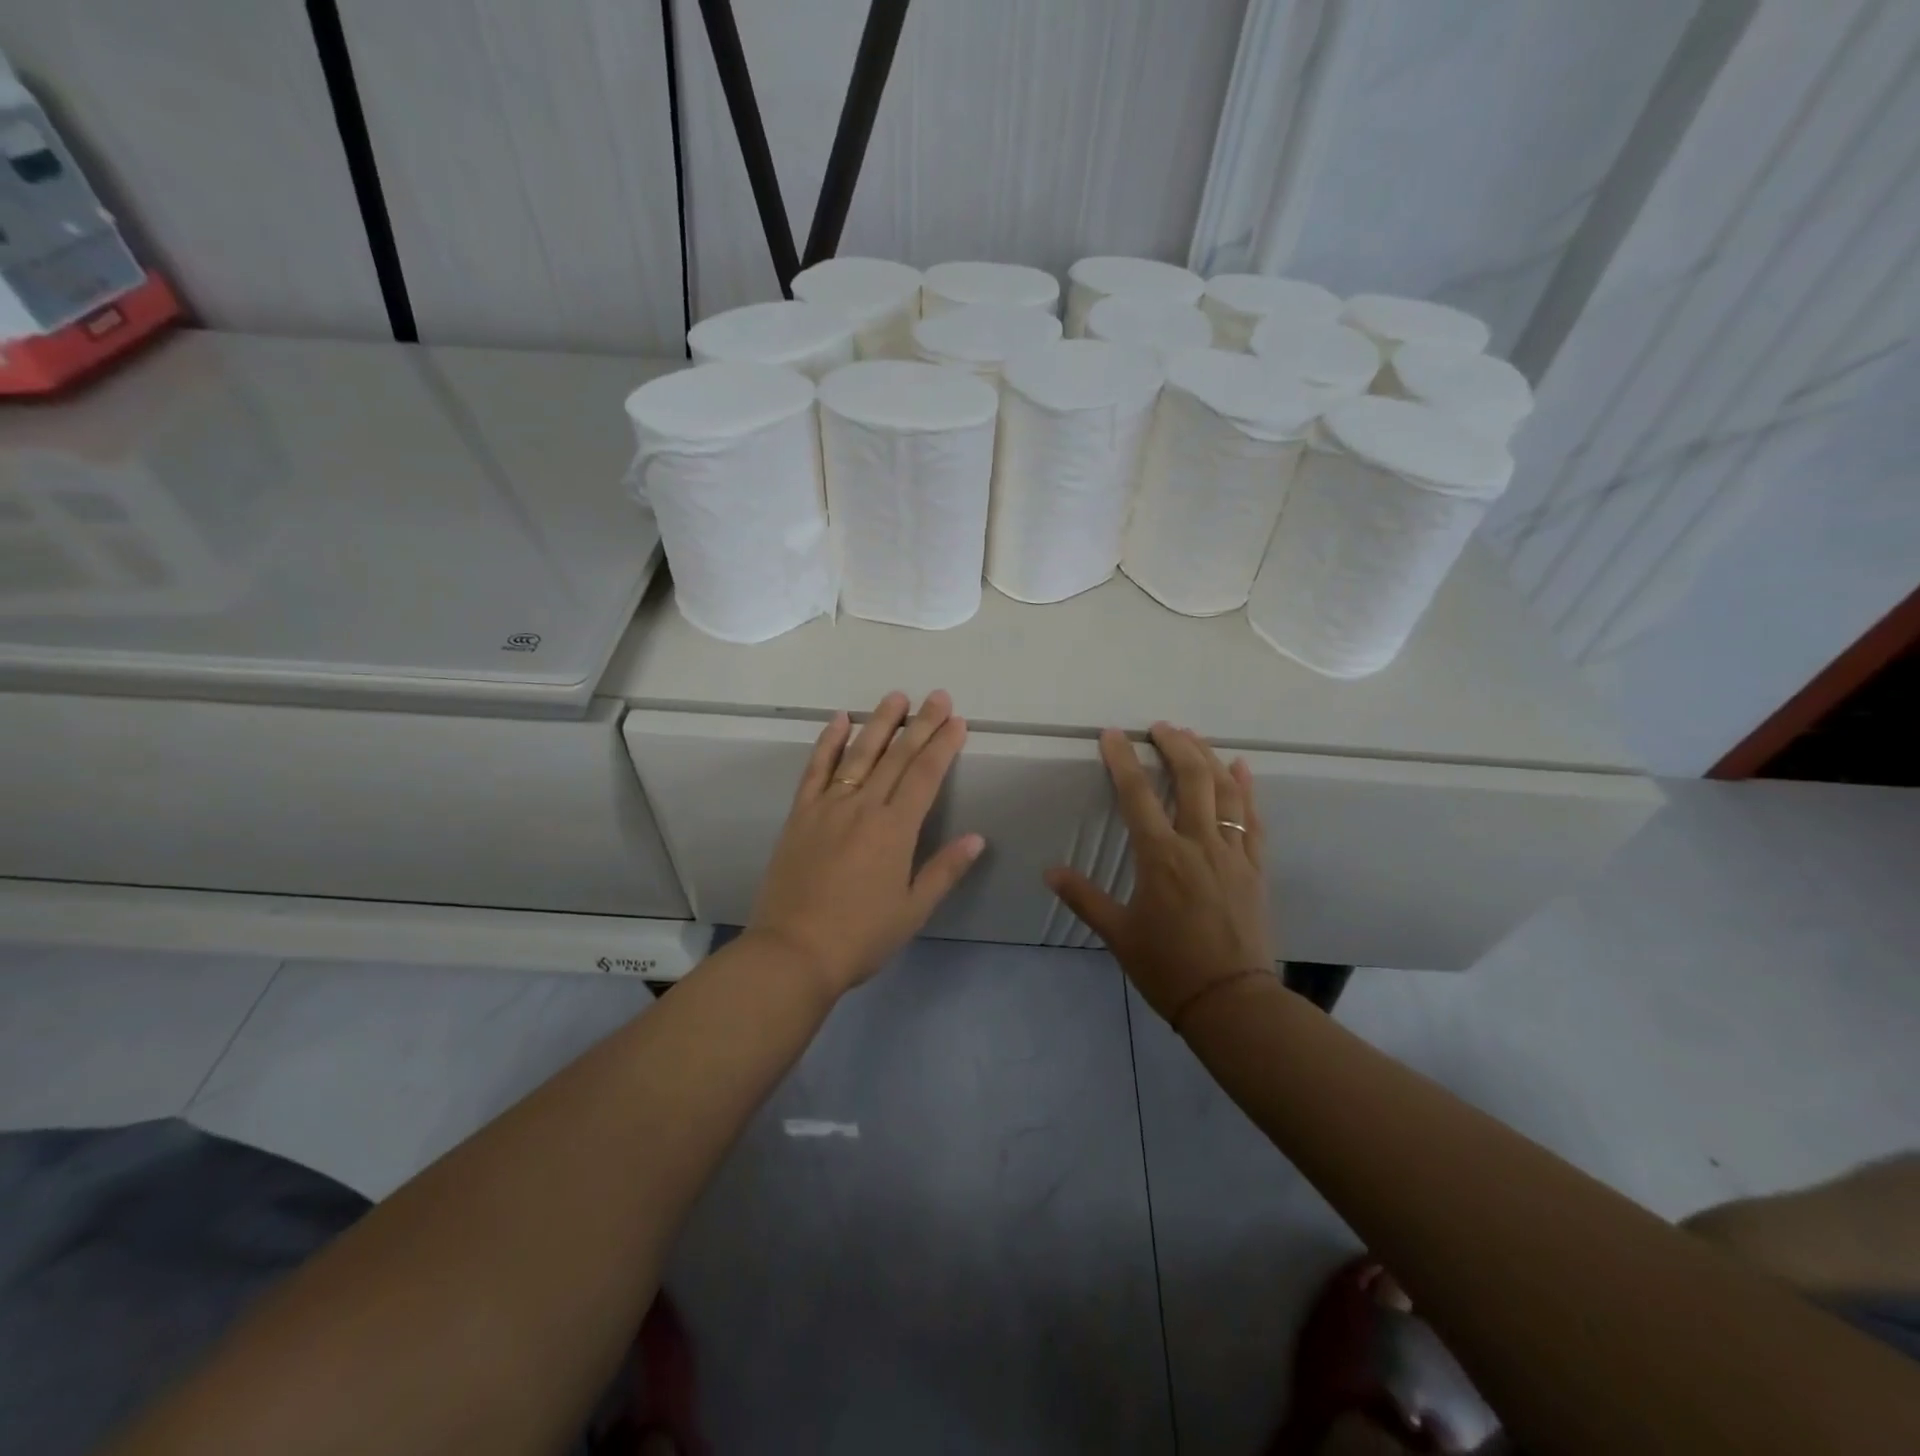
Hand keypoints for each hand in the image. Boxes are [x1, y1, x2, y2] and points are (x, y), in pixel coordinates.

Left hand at [749, 690, 984, 997]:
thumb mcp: (912, 910)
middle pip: (897, 757)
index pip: (925, 776)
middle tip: (938, 697)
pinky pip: (816, 769)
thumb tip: (976, 838)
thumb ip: (944, 870)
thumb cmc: (860, 937)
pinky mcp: (800, 815)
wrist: (793, 952)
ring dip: (879, 723)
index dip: (943, 746)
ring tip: (896, 697)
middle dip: (921, 724)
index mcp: (895, 830)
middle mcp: (863, 808)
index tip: (957, 722)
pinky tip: (839, 720)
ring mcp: (828, 807)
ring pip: (858, 754)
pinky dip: (828, 742)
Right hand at [1045, 723, 1272, 1023]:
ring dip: (1208, 758)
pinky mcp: (1255, 867)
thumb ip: (1083, 897)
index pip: (1137, 795)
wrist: (1231, 1001)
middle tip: (1160, 727)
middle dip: (1175, 746)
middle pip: (1191, 779)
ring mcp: (1233, 853)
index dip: (1123, 760)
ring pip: (1225, 791)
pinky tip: (1240, 768)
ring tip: (1193, 736)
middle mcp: (1199, 845)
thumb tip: (1049, 871)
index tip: (1112, 735)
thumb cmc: (1167, 967)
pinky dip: (1247, 789)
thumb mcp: (1118, 934)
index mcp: (1161, 858)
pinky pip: (1253, 818)